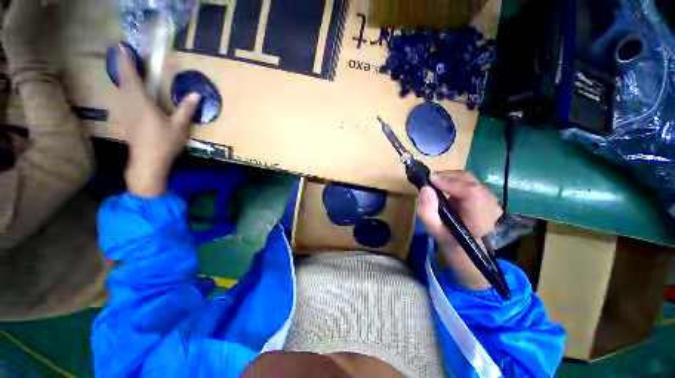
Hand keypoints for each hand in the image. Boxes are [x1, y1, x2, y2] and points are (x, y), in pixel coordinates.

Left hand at [115, 45, 199, 197]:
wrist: (148, 164)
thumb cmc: (164, 144)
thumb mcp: (180, 127)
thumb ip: (186, 110)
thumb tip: (196, 94)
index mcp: (142, 104)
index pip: (132, 78)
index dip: (126, 62)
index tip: (121, 47)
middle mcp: (129, 106)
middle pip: (123, 83)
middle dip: (123, 68)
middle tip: (123, 56)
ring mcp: (125, 115)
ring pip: (120, 92)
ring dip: (122, 80)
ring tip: (126, 71)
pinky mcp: (126, 123)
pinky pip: (122, 102)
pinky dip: (124, 93)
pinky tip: (127, 95)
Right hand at [417, 170, 502, 290]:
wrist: (471, 253)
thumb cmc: (452, 245)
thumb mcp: (436, 234)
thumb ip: (428, 213)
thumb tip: (425, 189)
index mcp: (479, 221)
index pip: (471, 193)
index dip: (450, 182)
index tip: (429, 180)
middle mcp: (490, 208)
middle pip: (470, 182)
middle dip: (447, 178)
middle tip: (429, 183)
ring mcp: (491, 202)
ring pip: (470, 179)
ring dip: (450, 178)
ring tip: (436, 185)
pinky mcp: (486, 198)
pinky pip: (470, 182)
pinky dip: (455, 181)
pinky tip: (446, 188)